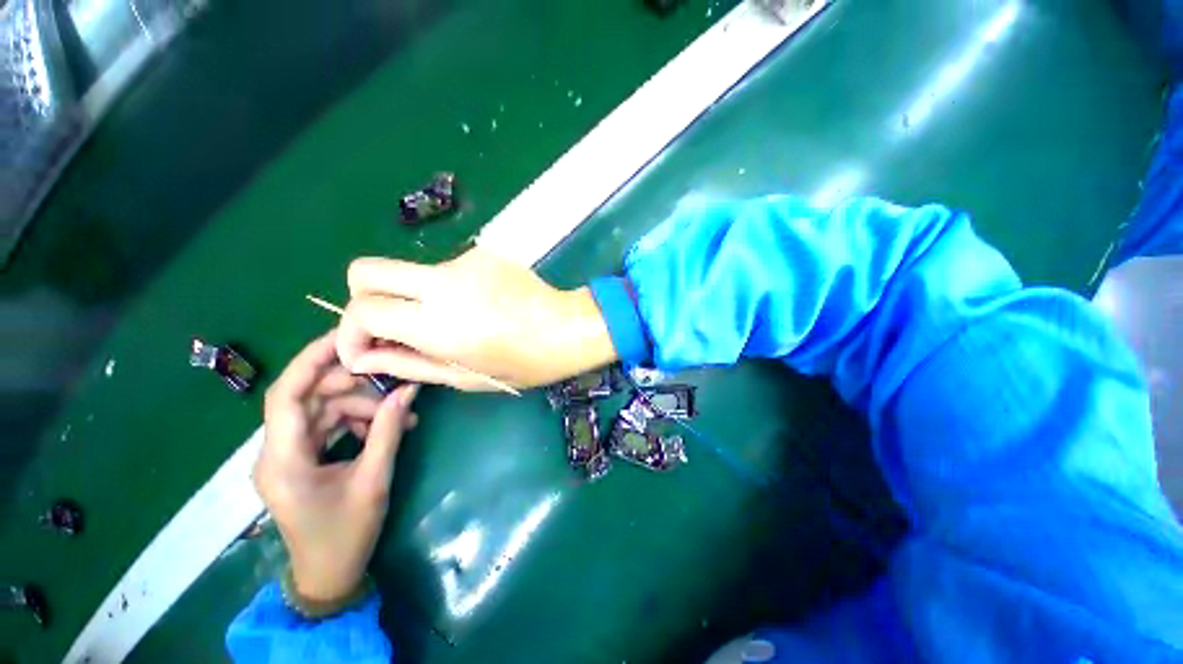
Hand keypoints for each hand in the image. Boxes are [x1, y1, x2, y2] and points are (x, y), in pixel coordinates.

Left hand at [256, 332, 418, 602]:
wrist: (328, 574)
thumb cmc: (346, 534)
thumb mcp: (373, 481)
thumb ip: (387, 431)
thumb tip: (408, 391)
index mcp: (283, 459)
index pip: (286, 394)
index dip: (312, 359)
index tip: (347, 336)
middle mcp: (276, 450)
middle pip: (309, 397)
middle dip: (353, 387)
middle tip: (395, 387)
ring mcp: (287, 454)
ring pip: (321, 408)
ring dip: (360, 405)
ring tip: (399, 416)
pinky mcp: (300, 458)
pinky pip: (327, 424)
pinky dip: (355, 420)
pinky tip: (383, 427)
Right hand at [336, 248, 617, 390]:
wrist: (568, 329)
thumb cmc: (523, 364)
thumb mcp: (463, 376)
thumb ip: (407, 363)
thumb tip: (363, 356)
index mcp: (437, 323)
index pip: (362, 309)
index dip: (351, 331)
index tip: (365, 348)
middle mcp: (442, 283)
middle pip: (366, 270)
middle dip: (363, 298)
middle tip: (388, 326)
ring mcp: (464, 261)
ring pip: (411, 272)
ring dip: (414, 297)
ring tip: (450, 322)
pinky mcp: (483, 253)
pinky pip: (447, 270)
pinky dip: (448, 290)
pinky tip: (478, 306)